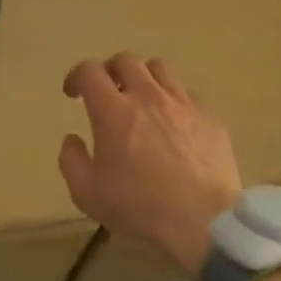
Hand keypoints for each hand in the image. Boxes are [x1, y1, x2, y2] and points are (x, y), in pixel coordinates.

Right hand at [58, 53, 242, 274]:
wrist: (203, 220)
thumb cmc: (140, 206)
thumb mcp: (87, 193)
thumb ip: (71, 161)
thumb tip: (72, 140)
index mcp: (113, 110)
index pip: (90, 71)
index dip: (77, 75)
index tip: (73, 93)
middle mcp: (147, 96)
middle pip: (126, 60)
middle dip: (110, 71)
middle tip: (107, 91)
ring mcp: (182, 104)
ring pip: (160, 68)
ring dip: (144, 77)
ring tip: (142, 98)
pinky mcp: (209, 118)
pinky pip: (187, 95)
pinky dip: (173, 102)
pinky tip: (174, 124)